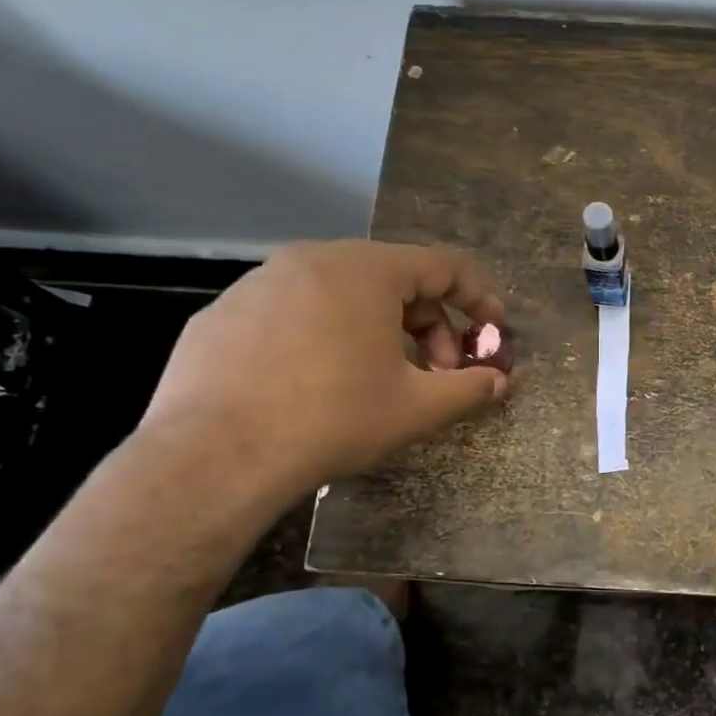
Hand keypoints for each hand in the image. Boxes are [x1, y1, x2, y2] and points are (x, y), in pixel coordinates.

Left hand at [139, 240, 507, 494]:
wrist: (215, 456)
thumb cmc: (333, 418)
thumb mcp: (418, 407)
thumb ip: (470, 388)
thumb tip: (500, 381)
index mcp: (365, 269)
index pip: (442, 266)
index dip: (477, 297)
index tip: (494, 330)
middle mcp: (311, 259)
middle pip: (392, 278)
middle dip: (429, 324)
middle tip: (439, 371)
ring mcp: (258, 283)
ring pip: (340, 294)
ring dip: (379, 330)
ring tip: (382, 379)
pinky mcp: (221, 314)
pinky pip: (293, 313)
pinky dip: (325, 337)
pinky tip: (319, 385)